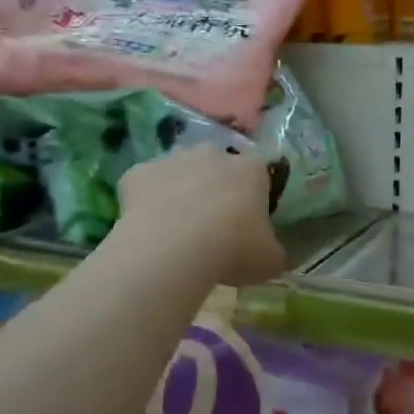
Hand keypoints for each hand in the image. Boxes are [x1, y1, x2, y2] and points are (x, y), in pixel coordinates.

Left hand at [117, 144, 286, 286]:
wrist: (172, 250)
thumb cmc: (232, 249)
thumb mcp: (270, 260)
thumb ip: (274, 250)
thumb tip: (272, 252)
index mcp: (251, 169)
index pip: (260, 173)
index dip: (255, 196)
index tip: (250, 221)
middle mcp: (213, 153)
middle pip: (218, 165)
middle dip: (217, 187)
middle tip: (214, 224)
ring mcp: (173, 159)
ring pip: (181, 170)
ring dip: (182, 189)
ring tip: (179, 226)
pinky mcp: (139, 172)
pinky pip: (146, 184)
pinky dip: (147, 201)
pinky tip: (149, 227)